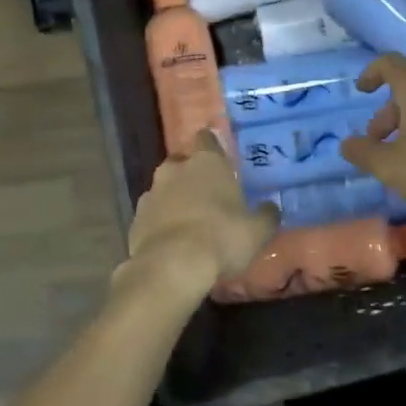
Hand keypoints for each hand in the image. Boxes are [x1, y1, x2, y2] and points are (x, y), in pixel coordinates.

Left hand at [121, 131, 278, 302]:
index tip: (220, 159)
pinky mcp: (135, 219)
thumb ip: (265, 215)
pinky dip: (160, 222)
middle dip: (191, 173)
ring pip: (164, 188)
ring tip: (189, 221)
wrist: (171, 267)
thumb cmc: (221, 238)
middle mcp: (175, 169)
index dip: (212, 146)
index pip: (206, 138)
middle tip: (207, 194)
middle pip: (182, 162)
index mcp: (206, 162)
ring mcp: (151, 193)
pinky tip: (172, 241)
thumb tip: (270, 207)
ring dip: (174, 198)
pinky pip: (151, 214)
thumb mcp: (257, 231)